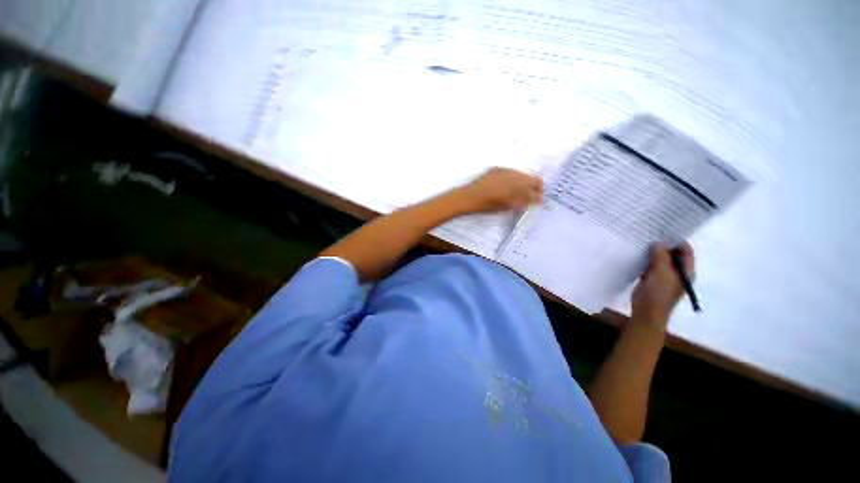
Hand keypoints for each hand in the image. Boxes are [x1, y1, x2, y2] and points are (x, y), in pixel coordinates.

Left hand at [455, 167, 542, 212]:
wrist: (468, 197)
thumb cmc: (487, 205)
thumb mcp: (507, 206)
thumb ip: (523, 201)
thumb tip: (534, 200)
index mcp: (518, 183)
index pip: (536, 183)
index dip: (539, 192)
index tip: (538, 199)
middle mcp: (513, 173)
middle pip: (530, 177)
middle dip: (532, 187)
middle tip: (530, 197)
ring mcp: (504, 169)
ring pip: (520, 174)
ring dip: (522, 182)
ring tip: (517, 193)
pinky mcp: (495, 169)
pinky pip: (509, 172)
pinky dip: (511, 179)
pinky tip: (506, 187)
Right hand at [631, 243, 694, 328]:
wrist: (647, 312)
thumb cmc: (658, 293)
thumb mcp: (661, 273)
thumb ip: (661, 257)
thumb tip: (659, 243)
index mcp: (685, 271)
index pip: (686, 251)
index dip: (677, 241)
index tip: (663, 231)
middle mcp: (677, 272)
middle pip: (673, 254)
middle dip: (663, 245)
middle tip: (650, 236)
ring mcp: (664, 277)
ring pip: (660, 260)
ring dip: (653, 253)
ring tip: (642, 243)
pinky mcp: (652, 280)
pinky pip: (651, 266)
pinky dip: (646, 260)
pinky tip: (637, 255)